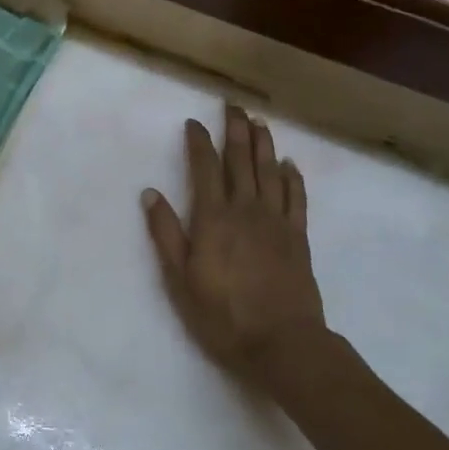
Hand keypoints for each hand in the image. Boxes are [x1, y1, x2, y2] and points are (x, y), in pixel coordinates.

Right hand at [142, 105, 332, 395]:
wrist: (283, 343)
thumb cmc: (222, 314)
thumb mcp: (180, 278)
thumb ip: (165, 233)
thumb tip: (150, 193)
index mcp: (213, 218)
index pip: (205, 168)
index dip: (198, 142)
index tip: (193, 122)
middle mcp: (246, 210)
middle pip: (241, 161)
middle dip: (236, 130)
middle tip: (233, 106)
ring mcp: (276, 221)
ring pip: (270, 172)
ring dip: (264, 144)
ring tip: (259, 122)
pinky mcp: (298, 237)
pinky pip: (296, 198)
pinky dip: (292, 177)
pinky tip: (289, 164)